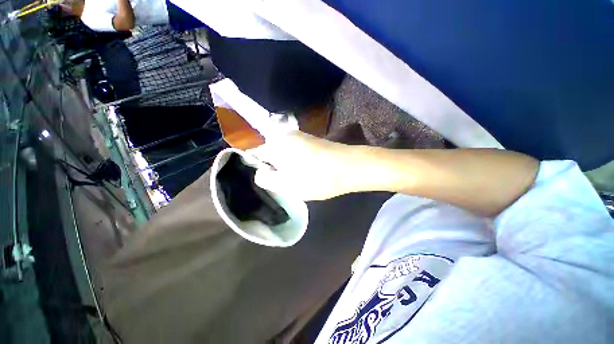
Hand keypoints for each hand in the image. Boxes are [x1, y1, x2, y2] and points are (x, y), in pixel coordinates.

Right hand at [248, 131, 356, 200]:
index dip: (260, 170)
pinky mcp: (310, 141)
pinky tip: (307, 173)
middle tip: (287, 183)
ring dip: (287, 168)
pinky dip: (296, 164)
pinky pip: (294, 153)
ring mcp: (299, 136)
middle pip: (270, 155)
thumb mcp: (288, 185)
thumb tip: (260, 172)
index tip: (271, 182)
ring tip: (299, 180)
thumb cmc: (318, 177)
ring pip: (283, 155)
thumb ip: (266, 179)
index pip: (255, 154)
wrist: (351, 167)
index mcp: (277, 143)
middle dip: (275, 170)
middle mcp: (286, 135)